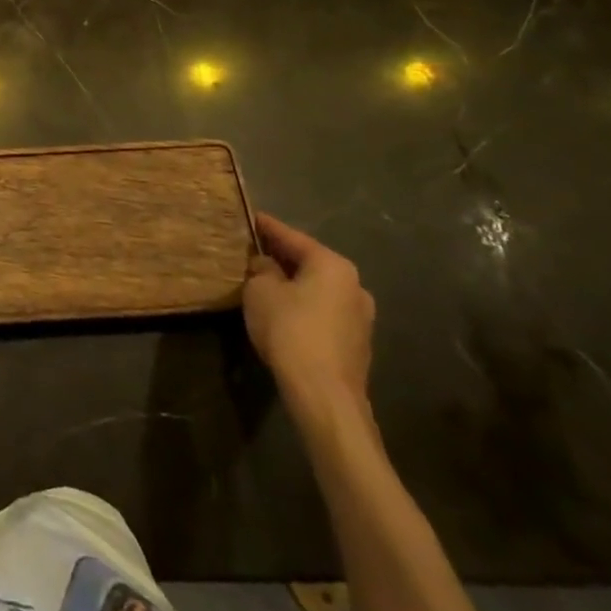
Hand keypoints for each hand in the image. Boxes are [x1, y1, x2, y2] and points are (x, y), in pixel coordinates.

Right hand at [243, 213, 374, 428]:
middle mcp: (354, 285)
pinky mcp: (356, 342)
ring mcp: (360, 316)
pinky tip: (283, 311)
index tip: (250, 217)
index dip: (267, 227)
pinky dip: (303, 304)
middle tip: (253, 250)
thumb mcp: (261, 290)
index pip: (291, 237)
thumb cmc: (290, 330)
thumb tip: (267, 265)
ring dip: (293, 283)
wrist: (324, 394)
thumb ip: (262, 269)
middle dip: (281, 256)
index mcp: (332, 265)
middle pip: (309, 262)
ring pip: (317, 288)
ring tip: (265, 281)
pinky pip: (323, 310)